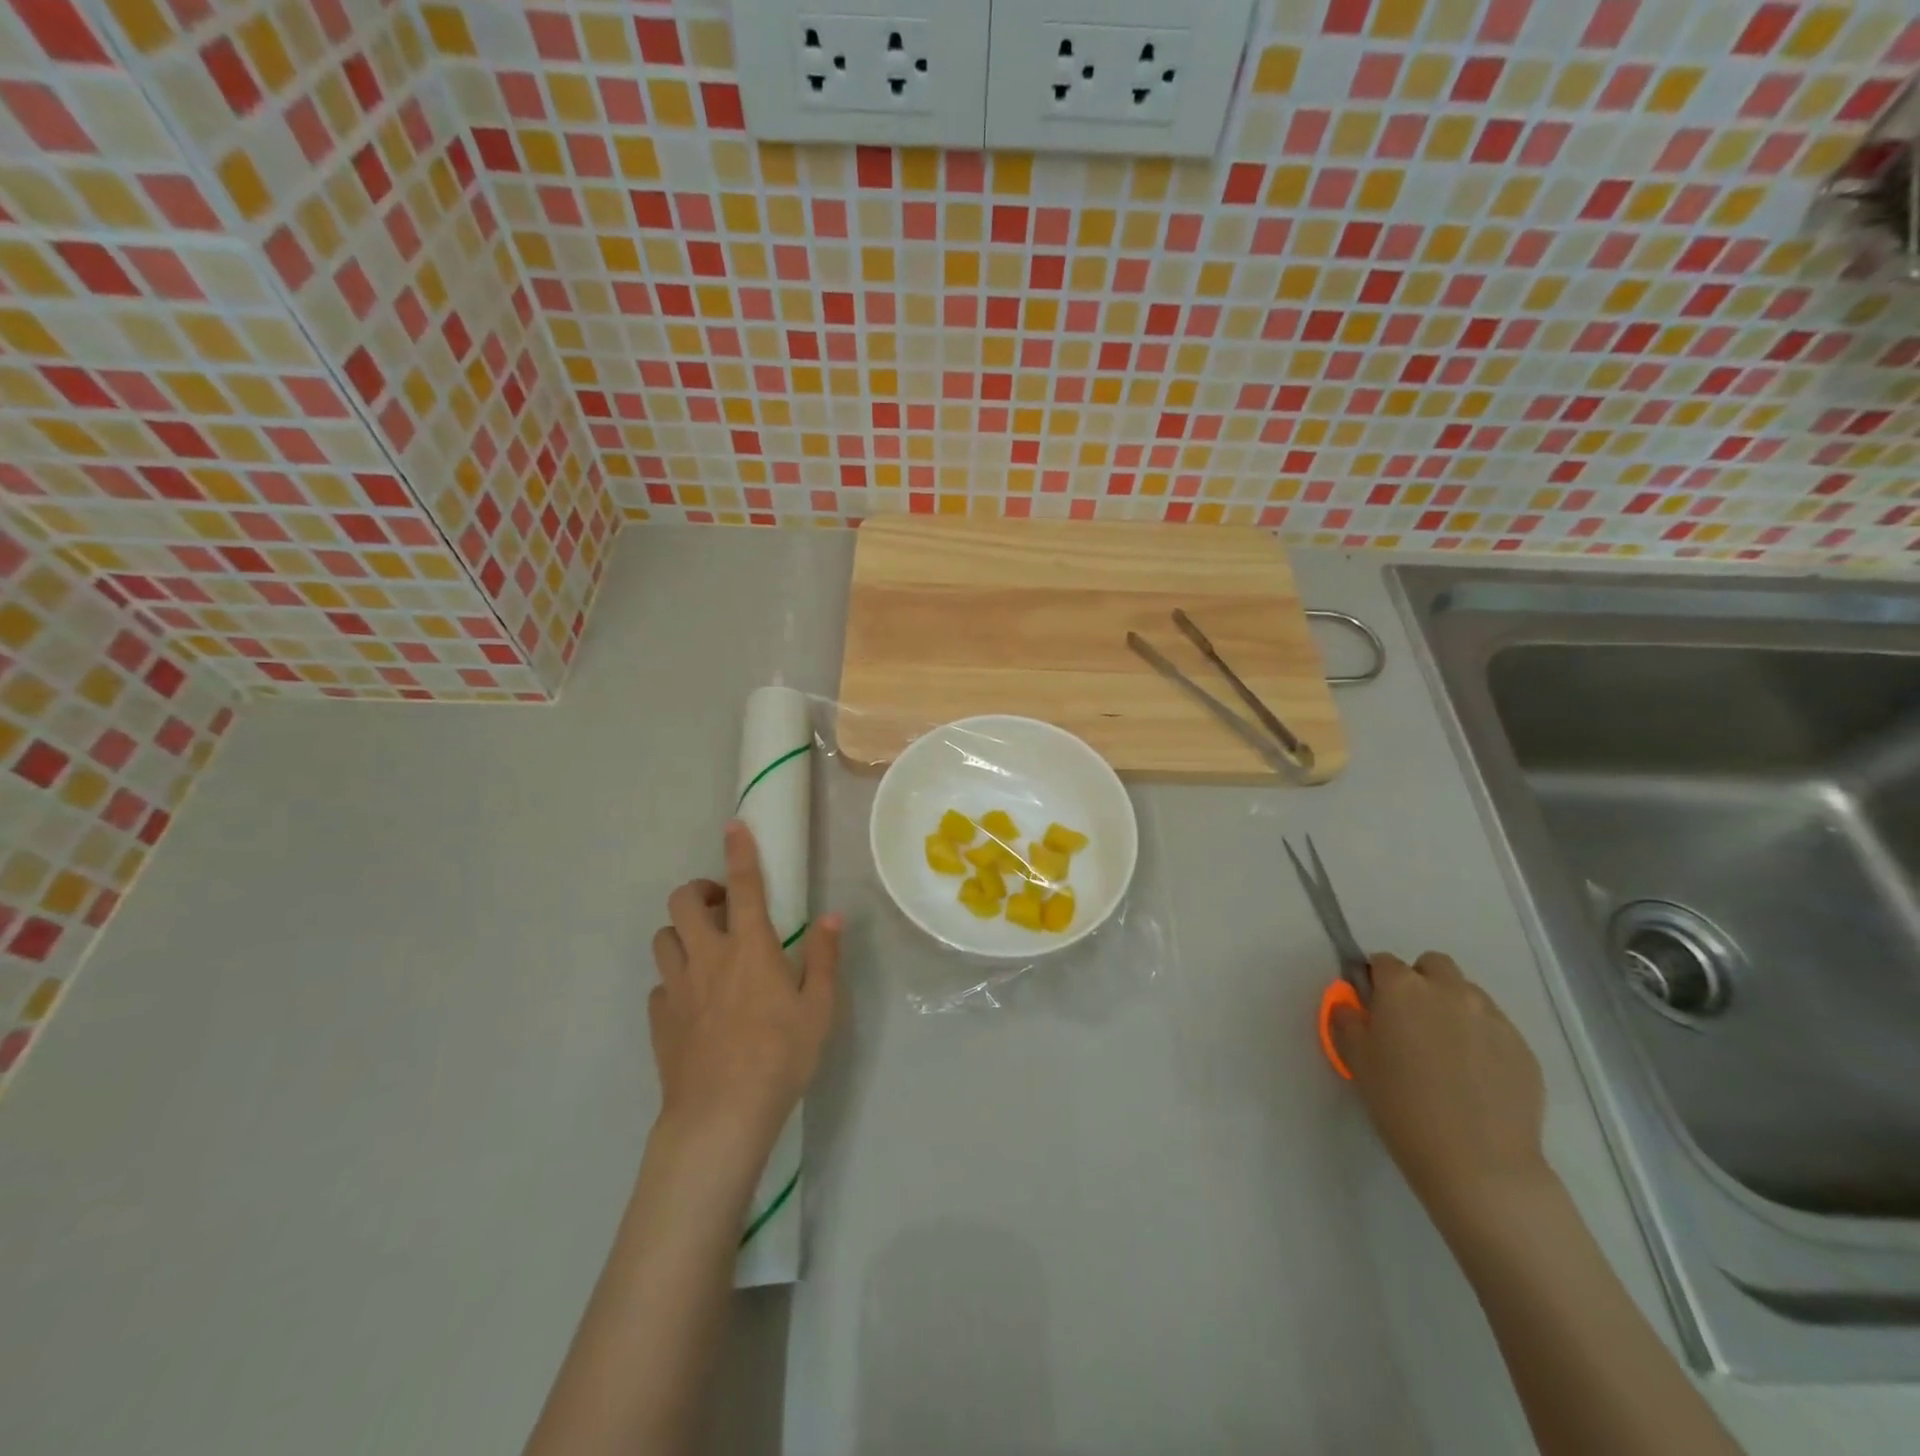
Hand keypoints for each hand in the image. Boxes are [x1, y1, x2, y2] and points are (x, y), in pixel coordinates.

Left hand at [649, 820, 839, 1150]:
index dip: (740, 851)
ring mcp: (677, 987)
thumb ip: (824, 957)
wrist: (720, 1116)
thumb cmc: (780, 1057)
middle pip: (684, 902)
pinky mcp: (659, 1018)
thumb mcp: (819, 1007)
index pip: (744, 885)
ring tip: (704, 950)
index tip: (734, 826)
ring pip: (663, 937)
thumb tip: (831, 916)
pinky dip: (675, 979)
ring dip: (681, 933)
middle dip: (699, 892)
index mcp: (750, 948)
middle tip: (721, 908)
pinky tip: (693, 1001)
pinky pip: (660, 983)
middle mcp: (708, 956)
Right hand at [1331, 952, 1549, 1228]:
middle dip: (1420, 982)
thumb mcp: (1357, 1061)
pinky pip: (1495, 1028)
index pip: (1383, 962)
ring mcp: (1492, 1017)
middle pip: (1433, 966)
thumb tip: (1352, 1005)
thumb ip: (1348, 1021)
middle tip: (1410, 1022)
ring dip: (1452, 1007)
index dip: (1375, 981)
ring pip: (1467, 994)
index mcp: (1403, 988)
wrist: (1478, 1164)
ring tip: (1446, 1051)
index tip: (1372, 1008)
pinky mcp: (1523, 1048)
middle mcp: (1449, 991)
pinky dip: (1481, 1038)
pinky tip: (1475, 1077)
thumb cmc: (1402, 1106)